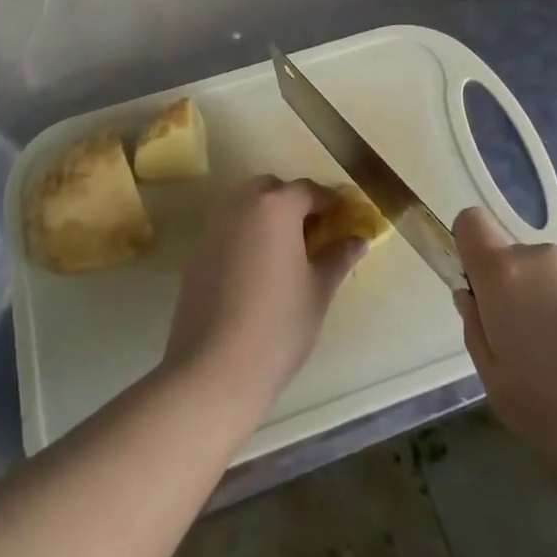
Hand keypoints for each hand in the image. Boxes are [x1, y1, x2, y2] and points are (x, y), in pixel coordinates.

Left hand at [163, 177, 365, 420]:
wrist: (214, 368)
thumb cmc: (278, 326)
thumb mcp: (318, 290)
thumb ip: (338, 257)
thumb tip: (359, 240)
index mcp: (276, 206)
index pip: (308, 190)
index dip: (331, 202)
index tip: (345, 218)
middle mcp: (242, 204)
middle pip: (273, 189)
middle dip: (295, 203)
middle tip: (314, 233)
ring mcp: (215, 225)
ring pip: (247, 204)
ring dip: (268, 215)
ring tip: (286, 250)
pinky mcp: (197, 249)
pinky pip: (229, 226)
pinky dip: (247, 233)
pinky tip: (257, 267)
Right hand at [453, 206, 556, 514]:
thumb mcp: (501, 391)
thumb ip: (477, 334)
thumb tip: (473, 300)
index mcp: (506, 275)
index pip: (471, 223)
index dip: (470, 252)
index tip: (483, 298)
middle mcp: (547, 259)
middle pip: (517, 263)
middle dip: (519, 300)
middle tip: (536, 360)